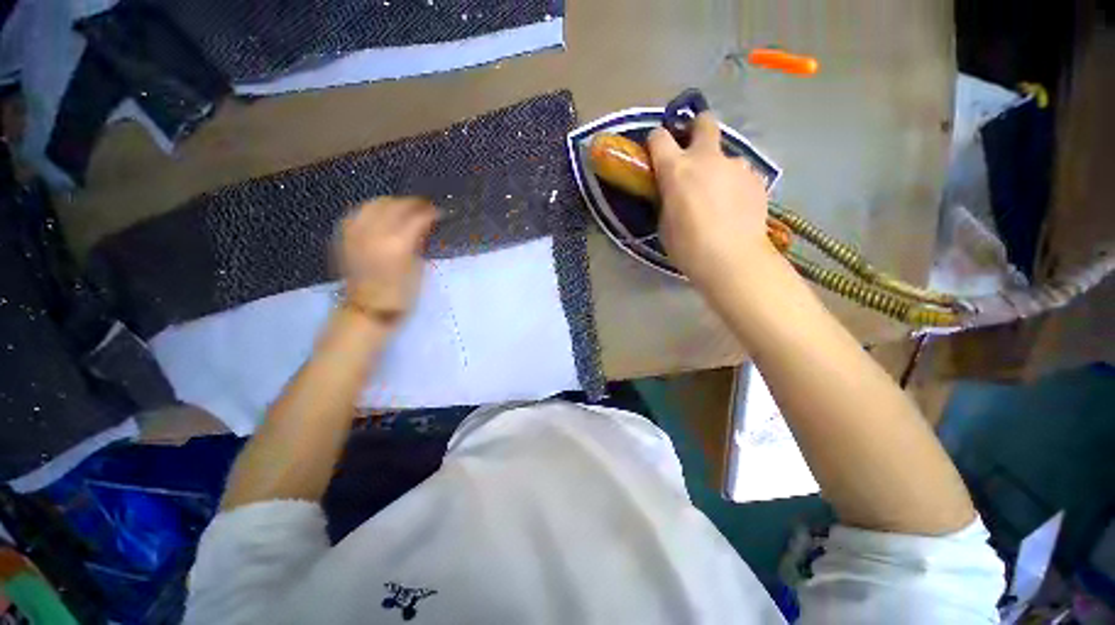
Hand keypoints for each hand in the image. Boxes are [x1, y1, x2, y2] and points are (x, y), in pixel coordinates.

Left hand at [338, 196, 436, 326]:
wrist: (369, 308)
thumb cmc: (401, 293)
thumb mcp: (418, 268)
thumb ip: (419, 242)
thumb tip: (423, 226)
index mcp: (398, 244)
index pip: (416, 217)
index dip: (430, 212)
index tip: (439, 213)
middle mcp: (375, 233)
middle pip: (395, 205)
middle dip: (412, 203)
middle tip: (424, 208)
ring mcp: (356, 232)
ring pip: (374, 204)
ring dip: (392, 203)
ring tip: (404, 209)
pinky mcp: (345, 235)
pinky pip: (358, 212)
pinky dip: (372, 209)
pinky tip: (381, 215)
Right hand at [647, 113, 772, 286]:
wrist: (732, 259)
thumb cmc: (688, 246)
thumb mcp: (664, 224)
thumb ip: (667, 198)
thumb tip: (672, 191)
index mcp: (677, 169)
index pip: (659, 137)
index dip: (655, 142)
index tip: (655, 154)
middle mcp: (707, 158)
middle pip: (704, 122)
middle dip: (696, 129)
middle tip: (692, 152)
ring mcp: (736, 166)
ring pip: (725, 155)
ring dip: (717, 168)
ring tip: (718, 197)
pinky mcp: (756, 179)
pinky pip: (741, 174)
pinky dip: (734, 185)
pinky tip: (734, 208)